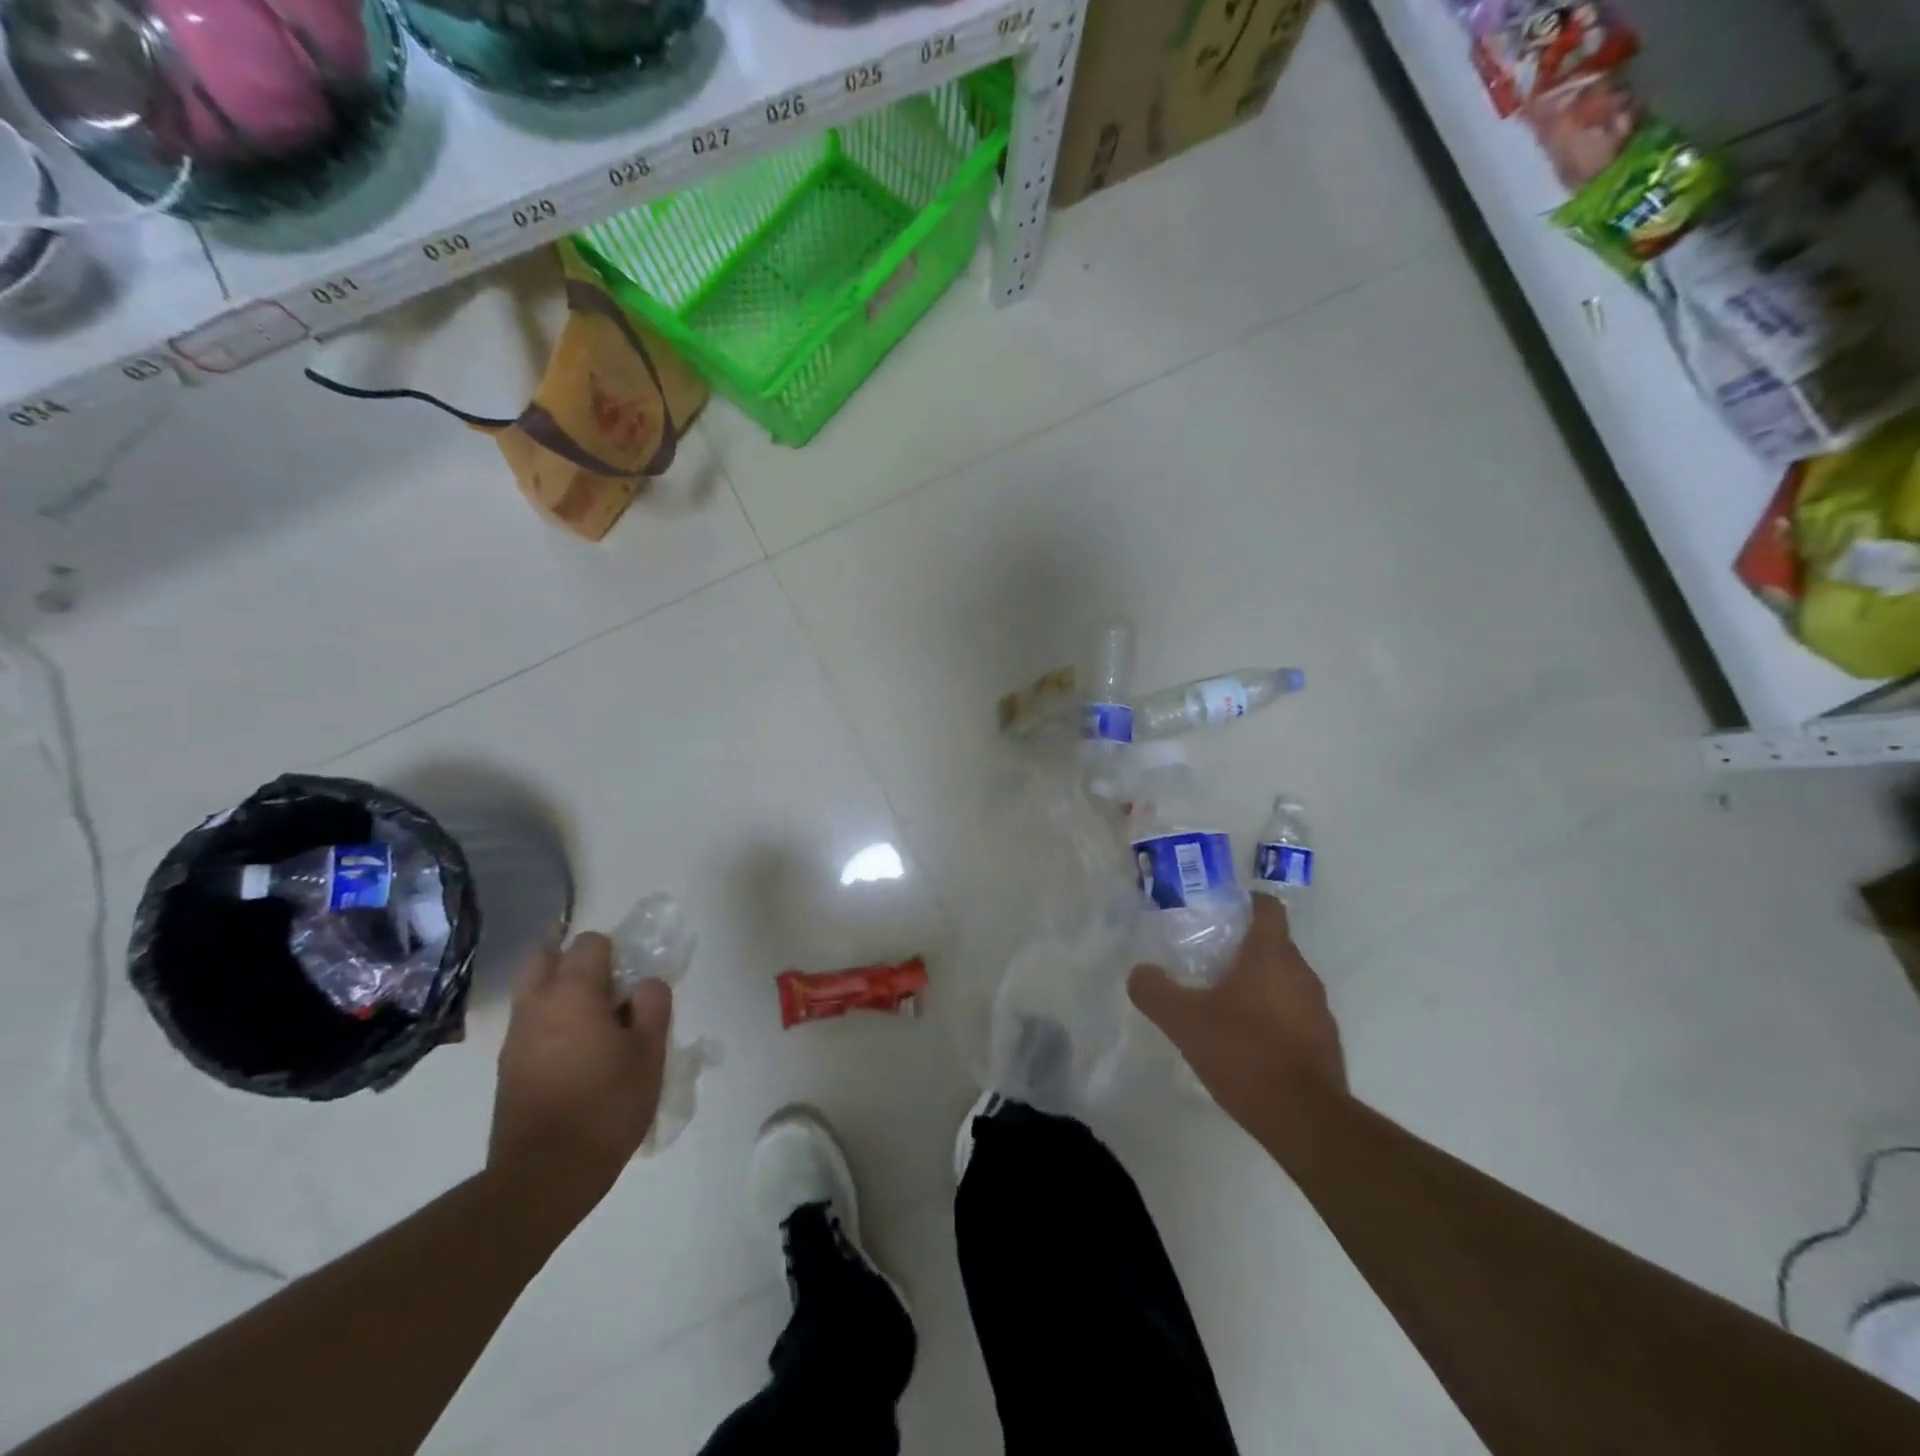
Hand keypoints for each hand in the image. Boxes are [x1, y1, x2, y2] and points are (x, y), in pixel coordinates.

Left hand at [488, 933, 672, 1230]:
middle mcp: (536, 1006)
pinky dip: (550, 1023)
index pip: (589, 943)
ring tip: (595, 1024)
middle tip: (605, 986)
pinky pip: (530, 1024)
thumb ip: (652, 1006)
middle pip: (543, 956)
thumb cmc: (605, 1106)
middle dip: (572, 960)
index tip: (632, 982)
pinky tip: (577, 1055)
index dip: (615, 952)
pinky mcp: (508, 1068)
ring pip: (533, 991)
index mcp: (572, 994)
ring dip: (560, 992)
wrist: (543, 1176)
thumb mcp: (649, 1054)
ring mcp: (515, 1038)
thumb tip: (645, 985)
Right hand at [1128, 895, 1346, 1144]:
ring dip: (1258, 985)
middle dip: (1242, 948)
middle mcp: (1301, 973)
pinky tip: (1246, 1042)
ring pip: (1284, 981)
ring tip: (1221, 1004)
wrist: (1305, 1120)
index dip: (1244, 903)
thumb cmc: (1244, 1053)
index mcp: (1271, 955)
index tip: (1218, 913)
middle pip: (1273, 944)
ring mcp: (1318, 1009)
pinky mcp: (1324, 1043)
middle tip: (1205, 961)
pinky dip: (1273, 1017)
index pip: (1267, 907)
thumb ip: (1155, 991)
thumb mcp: (1184, 1021)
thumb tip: (1140, 972)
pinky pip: (1295, 1014)